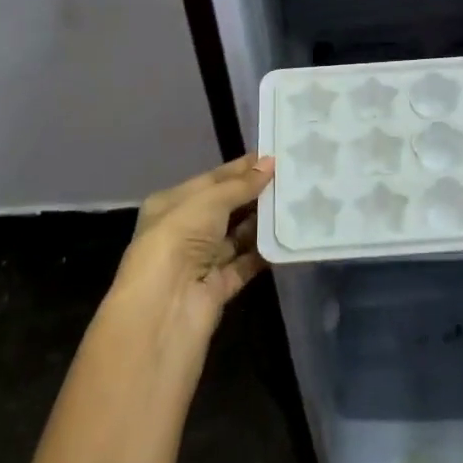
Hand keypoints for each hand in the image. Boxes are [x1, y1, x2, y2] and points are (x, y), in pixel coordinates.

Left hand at [106, 154, 275, 342]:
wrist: (165, 305)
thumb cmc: (178, 238)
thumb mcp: (209, 201)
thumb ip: (241, 184)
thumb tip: (270, 162)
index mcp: (172, 204)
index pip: (212, 180)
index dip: (241, 168)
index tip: (274, 156)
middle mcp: (185, 230)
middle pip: (227, 207)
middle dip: (256, 194)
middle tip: (293, 178)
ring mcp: (202, 260)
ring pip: (238, 235)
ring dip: (263, 221)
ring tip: (297, 202)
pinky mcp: (219, 286)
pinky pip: (247, 263)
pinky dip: (265, 251)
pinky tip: (290, 235)